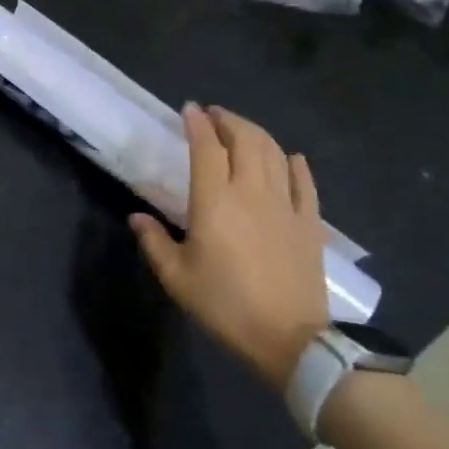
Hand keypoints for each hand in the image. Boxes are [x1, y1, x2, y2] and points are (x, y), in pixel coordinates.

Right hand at [130, 104, 328, 391]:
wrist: (290, 339)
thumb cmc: (225, 306)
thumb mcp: (177, 278)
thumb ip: (154, 242)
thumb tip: (137, 217)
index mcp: (215, 201)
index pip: (206, 147)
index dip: (197, 124)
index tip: (189, 109)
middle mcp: (252, 192)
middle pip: (245, 140)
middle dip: (228, 120)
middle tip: (214, 115)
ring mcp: (286, 205)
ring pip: (274, 153)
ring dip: (257, 134)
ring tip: (242, 130)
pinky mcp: (310, 223)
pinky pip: (305, 183)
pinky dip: (295, 164)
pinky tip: (290, 158)